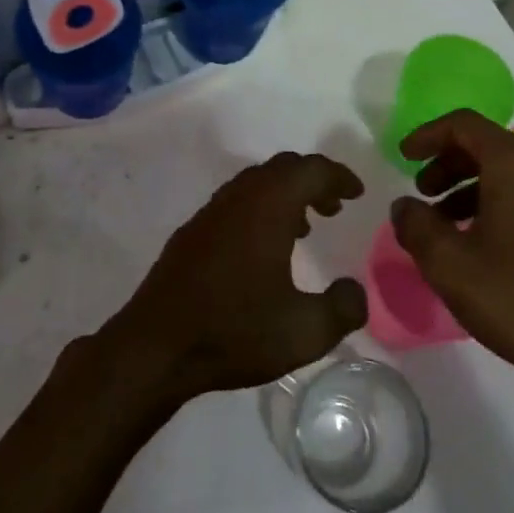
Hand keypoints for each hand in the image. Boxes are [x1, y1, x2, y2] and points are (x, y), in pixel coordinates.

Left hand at [103, 152, 368, 402]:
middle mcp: (239, 197)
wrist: (157, 345)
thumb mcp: (304, 331)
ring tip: (304, 227)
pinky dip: (260, 208)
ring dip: (285, 194)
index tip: (357, 193)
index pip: (311, 170)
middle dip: (312, 180)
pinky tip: (263, 248)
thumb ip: (342, 309)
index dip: (338, 176)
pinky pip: (236, 201)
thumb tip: (355, 291)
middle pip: (283, 168)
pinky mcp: (193, 231)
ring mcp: (211, 211)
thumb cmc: (234, 331)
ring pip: (256, 183)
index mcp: (269, 206)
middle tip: (333, 206)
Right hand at [391, 110, 513, 426]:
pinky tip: (475, 240)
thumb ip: (415, 224)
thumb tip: (404, 206)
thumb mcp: (447, 263)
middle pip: (485, 144)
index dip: (427, 135)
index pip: (464, 125)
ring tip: (441, 223)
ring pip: (505, 170)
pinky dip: (492, 201)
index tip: (401, 156)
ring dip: (467, 185)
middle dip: (446, 163)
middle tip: (420, 193)